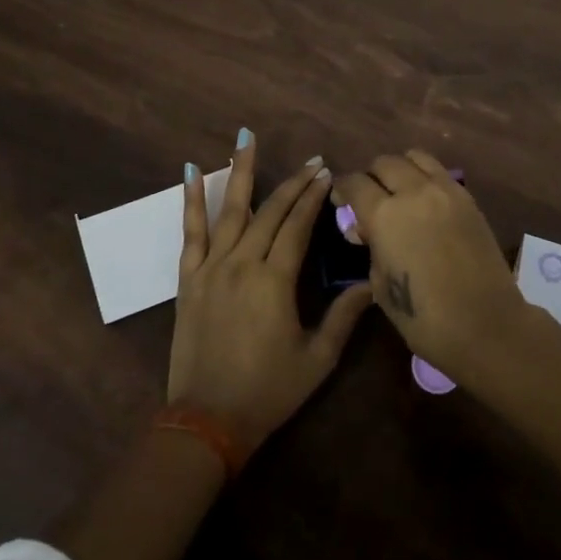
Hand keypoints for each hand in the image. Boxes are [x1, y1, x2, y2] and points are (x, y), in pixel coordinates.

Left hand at [167, 133, 372, 453]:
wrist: (207, 421)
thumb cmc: (268, 392)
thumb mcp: (316, 359)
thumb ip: (344, 317)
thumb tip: (371, 282)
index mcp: (274, 281)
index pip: (298, 226)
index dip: (314, 198)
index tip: (327, 173)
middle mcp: (241, 263)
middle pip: (270, 212)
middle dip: (293, 184)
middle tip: (311, 161)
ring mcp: (211, 267)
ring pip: (229, 210)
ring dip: (240, 172)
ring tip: (245, 138)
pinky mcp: (189, 278)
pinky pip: (190, 231)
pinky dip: (190, 200)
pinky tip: (190, 172)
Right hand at [333, 150, 526, 378]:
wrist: (486, 325)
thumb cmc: (424, 318)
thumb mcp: (380, 285)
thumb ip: (371, 247)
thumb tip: (364, 229)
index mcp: (384, 215)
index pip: (355, 183)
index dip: (342, 190)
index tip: (341, 202)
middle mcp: (413, 192)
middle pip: (384, 163)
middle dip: (371, 177)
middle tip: (369, 199)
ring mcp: (445, 191)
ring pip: (415, 157)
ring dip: (400, 169)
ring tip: (399, 191)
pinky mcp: (468, 198)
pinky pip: (440, 172)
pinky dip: (425, 178)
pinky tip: (424, 201)